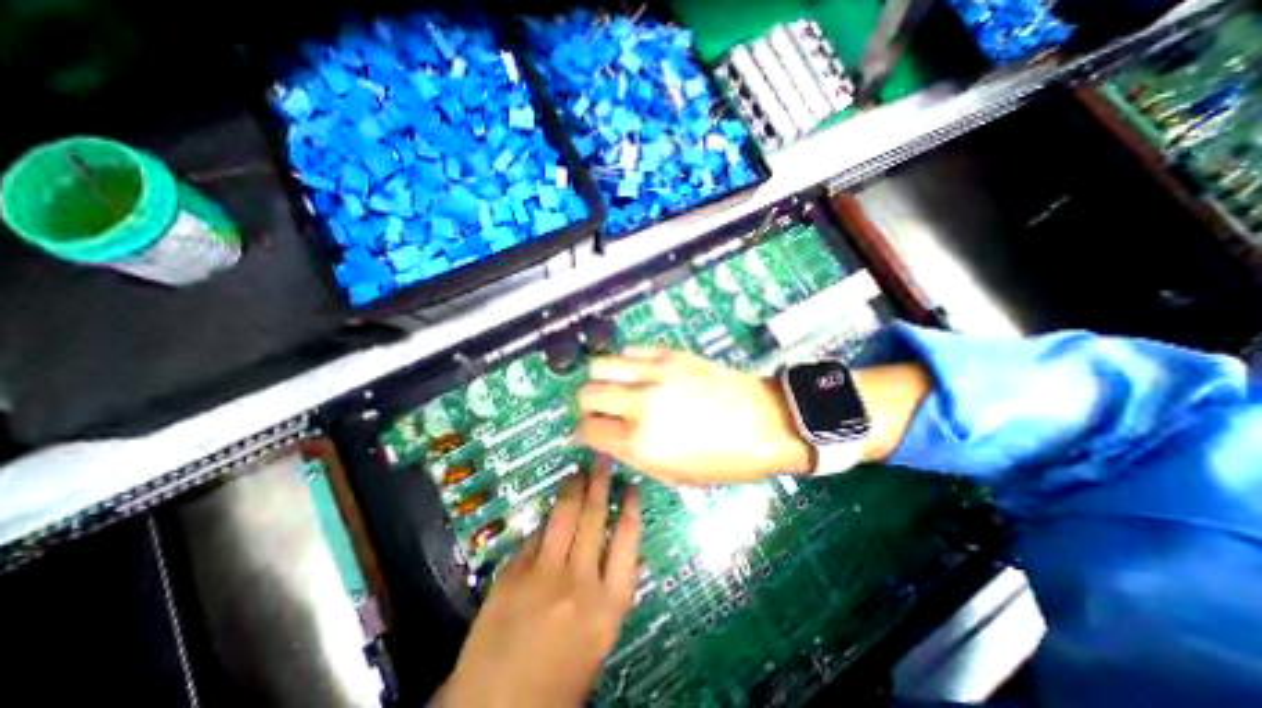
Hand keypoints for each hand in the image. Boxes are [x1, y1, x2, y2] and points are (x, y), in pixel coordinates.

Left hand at [440, 459, 645, 707]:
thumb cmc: (558, 680)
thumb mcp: (600, 640)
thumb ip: (613, 594)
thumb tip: (630, 557)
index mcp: (609, 604)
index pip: (627, 539)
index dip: (630, 507)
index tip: (631, 485)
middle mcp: (581, 581)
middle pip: (595, 517)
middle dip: (600, 482)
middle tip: (603, 459)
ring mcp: (544, 573)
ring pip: (565, 515)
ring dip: (573, 488)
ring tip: (579, 470)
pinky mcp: (514, 571)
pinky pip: (536, 533)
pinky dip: (547, 517)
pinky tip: (552, 506)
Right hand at [575, 348, 812, 486]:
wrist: (768, 422)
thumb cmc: (726, 460)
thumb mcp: (676, 474)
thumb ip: (633, 455)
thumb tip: (607, 437)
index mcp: (641, 441)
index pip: (587, 429)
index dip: (587, 433)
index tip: (598, 432)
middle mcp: (640, 403)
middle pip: (586, 393)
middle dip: (589, 405)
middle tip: (605, 411)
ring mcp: (654, 373)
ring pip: (600, 364)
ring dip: (603, 379)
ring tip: (619, 389)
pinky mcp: (670, 353)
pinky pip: (630, 350)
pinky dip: (627, 363)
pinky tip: (642, 374)